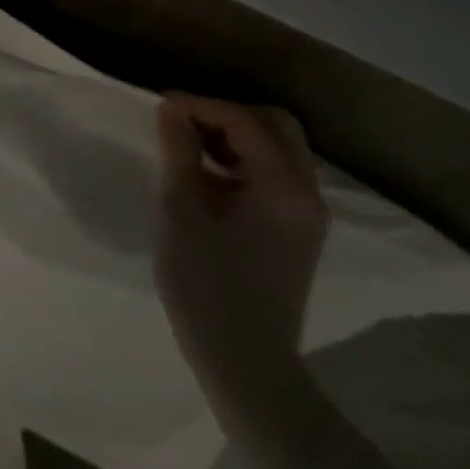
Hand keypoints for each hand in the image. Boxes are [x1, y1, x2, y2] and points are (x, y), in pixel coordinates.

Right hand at [154, 94, 328, 393]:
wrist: (245, 363)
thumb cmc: (206, 284)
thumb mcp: (182, 210)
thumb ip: (179, 151)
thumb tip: (171, 108)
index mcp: (283, 187)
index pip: (244, 121)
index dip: (201, 105)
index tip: (161, 105)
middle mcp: (308, 193)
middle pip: (276, 125)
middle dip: (228, 113)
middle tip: (184, 122)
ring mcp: (308, 214)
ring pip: (279, 147)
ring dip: (237, 134)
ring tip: (191, 145)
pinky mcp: (299, 230)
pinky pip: (277, 173)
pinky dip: (246, 159)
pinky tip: (210, 173)